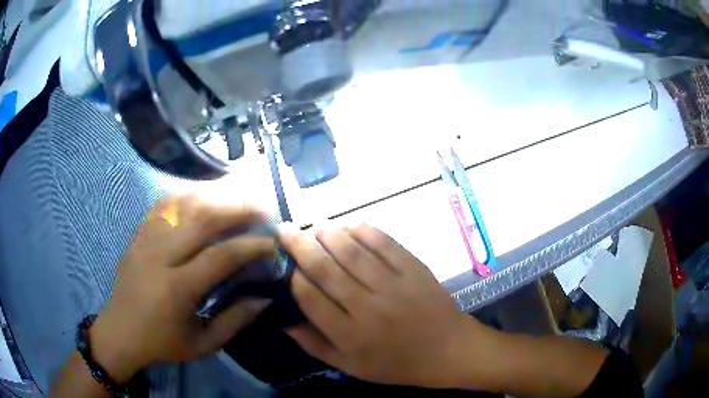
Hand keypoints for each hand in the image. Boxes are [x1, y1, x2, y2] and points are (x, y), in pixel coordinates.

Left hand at [90, 194, 274, 382]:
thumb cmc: (163, 343)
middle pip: (201, 218)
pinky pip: (163, 204)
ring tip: (237, 196)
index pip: (219, 256)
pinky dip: (186, 194)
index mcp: (177, 289)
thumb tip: (265, 297)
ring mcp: (145, 240)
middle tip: (261, 208)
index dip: (249, 246)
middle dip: (237, 208)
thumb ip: (235, 321)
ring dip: (214, 195)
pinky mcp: (137, 234)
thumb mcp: (203, 344)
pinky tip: (202, 195)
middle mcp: (159, 256)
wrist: (120, 331)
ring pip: (182, 204)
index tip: (271, 243)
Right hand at [279, 224, 488, 387]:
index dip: (293, 277)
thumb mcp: (350, 366)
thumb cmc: (397, 363)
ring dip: (327, 234)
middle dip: (301, 245)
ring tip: (314, 226)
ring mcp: (393, 284)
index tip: (285, 265)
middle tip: (285, 230)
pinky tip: (348, 225)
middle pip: (326, 269)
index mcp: (350, 335)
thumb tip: (283, 319)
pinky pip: (383, 243)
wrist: (447, 350)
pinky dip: (362, 230)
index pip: (310, 298)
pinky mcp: (413, 268)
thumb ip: (314, 344)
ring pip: (351, 251)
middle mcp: (368, 307)